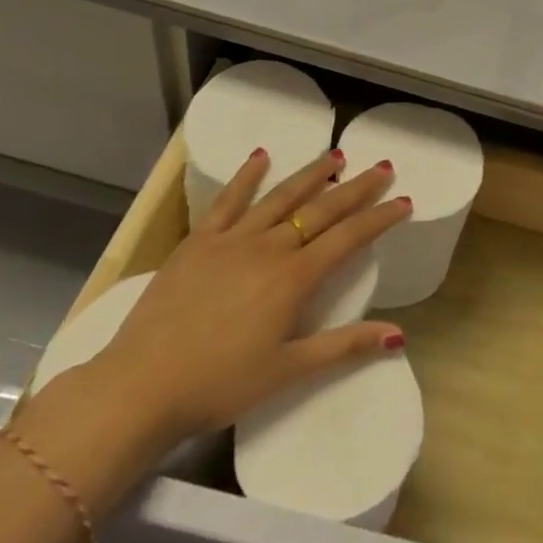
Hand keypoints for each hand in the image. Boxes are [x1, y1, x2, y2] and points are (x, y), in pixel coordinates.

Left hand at [72, 148, 410, 453]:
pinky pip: (228, 201)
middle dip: (355, 188)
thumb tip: (397, 335)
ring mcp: (231, 240)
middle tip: (381, 166)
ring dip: (311, 175)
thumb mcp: (286, 371)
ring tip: (335, 155)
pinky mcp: (198, 242)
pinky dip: (246, 177)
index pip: (347, 239)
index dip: (378, 218)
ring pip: (280, 198)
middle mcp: (268, 249)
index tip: (403, 200)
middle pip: (320, 210)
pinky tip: (261, 157)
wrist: (139, 387)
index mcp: (293, 279)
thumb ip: (343, 347)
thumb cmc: (218, 385)